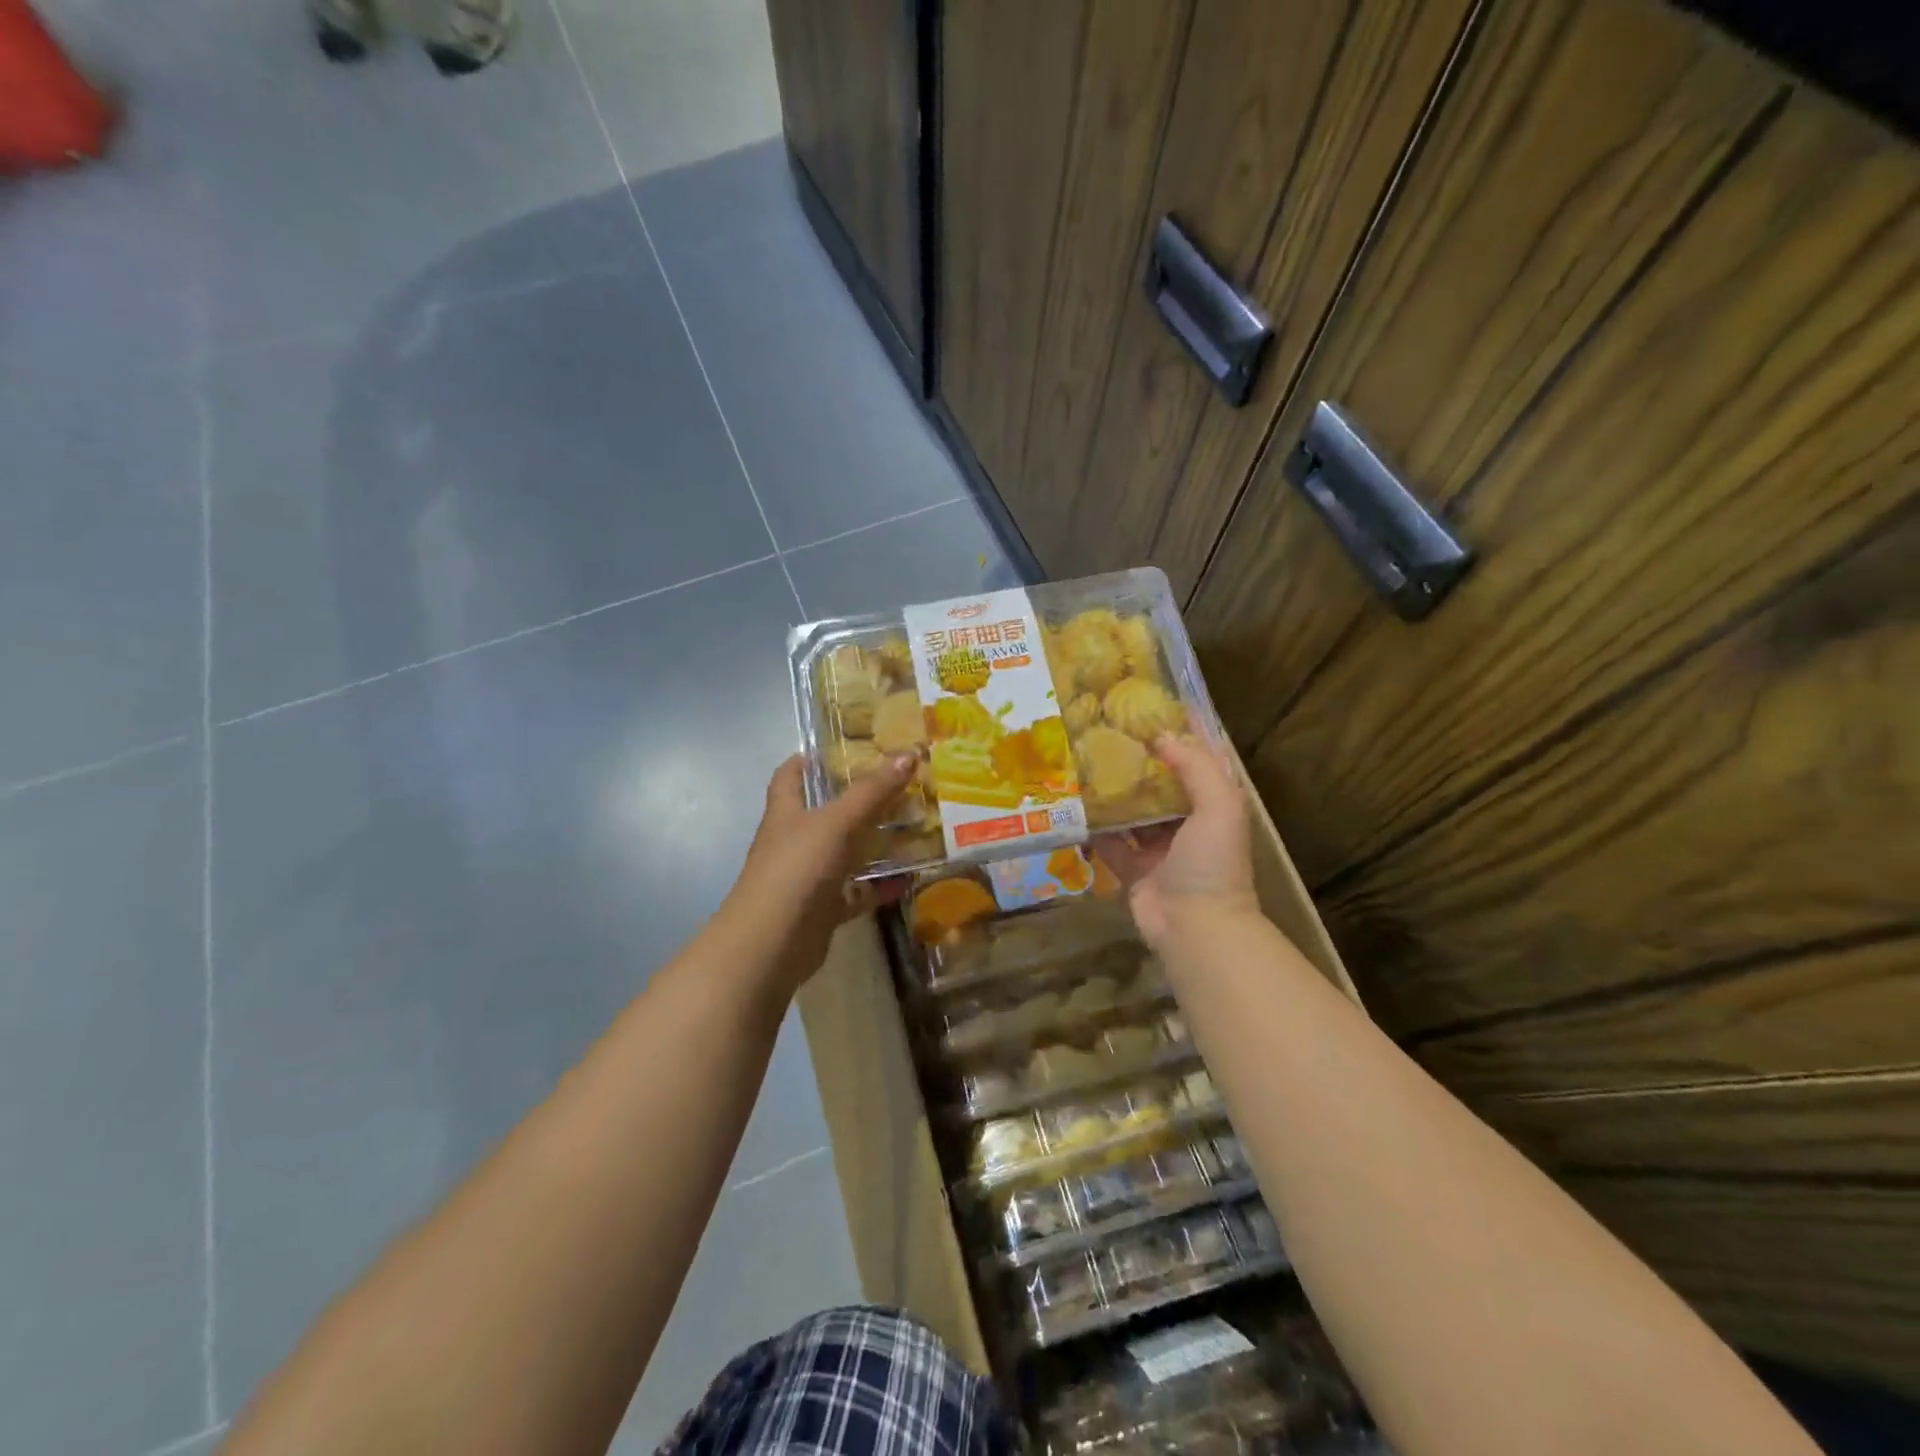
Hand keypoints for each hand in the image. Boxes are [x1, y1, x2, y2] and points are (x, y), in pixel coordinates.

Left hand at [724, 752, 916, 990]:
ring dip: (873, 844)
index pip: (789, 776)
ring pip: (844, 853)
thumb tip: (908, 753)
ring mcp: (808, 876)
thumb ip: (873, 791)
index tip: (837, 749)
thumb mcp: (838, 822)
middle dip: (857, 801)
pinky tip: (909, 878)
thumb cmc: (798, 868)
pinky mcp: (822, 908)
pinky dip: (878, 886)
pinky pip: (855, 892)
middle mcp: (794, 841)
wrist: (773, 941)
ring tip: (912, 827)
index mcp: (786, 812)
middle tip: (897, 786)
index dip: (806, 760)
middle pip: (824, 814)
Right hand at [1093, 735, 1260, 947]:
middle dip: (1138, 764)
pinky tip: (1074, 805)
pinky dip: (1095, 827)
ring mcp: (1158, 849)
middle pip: (1160, 786)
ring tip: (1085, 763)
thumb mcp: (1219, 805)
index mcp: (1213, 806)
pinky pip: (1110, 842)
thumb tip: (1163, 735)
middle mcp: (1187, 824)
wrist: (1195, 926)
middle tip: (1106, 735)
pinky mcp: (1133, 869)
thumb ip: (1196, 766)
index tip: (1150, 712)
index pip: (1196, 763)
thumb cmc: (1212, 862)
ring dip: (1114, 792)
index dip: (1178, 738)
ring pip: (1133, 812)